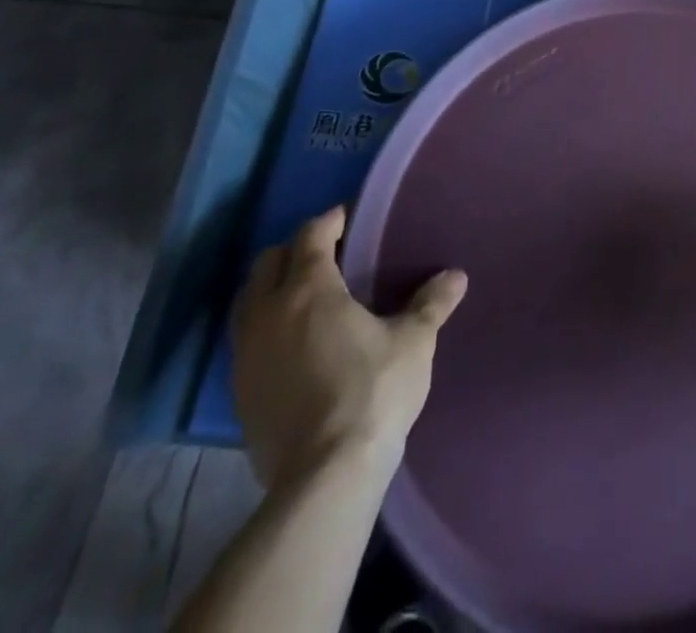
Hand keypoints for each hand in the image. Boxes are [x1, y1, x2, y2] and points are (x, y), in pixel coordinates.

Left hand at [231, 205, 466, 490]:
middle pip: (267, 263)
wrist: (324, 477)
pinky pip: (245, 340)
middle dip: (294, 250)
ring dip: (271, 288)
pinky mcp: (239, 392)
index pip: (310, 236)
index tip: (348, 217)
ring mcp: (247, 355)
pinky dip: (264, 327)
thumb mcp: (413, 342)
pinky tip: (291, 343)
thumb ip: (432, 303)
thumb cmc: (373, 391)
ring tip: (304, 296)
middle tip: (327, 254)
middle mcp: (268, 314)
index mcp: (310, 290)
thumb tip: (456, 275)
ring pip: (247, 302)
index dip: (330, 221)